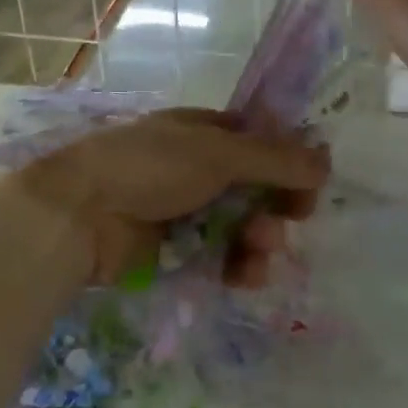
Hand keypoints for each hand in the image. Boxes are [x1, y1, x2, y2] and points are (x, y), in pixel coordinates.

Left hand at [18, 109, 328, 286]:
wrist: (81, 215)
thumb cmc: (149, 168)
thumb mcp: (217, 153)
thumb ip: (275, 159)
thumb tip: (326, 161)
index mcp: (202, 132)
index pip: (259, 142)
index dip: (288, 161)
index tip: (311, 183)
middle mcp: (196, 168)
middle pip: (255, 188)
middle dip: (277, 205)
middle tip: (291, 218)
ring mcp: (185, 211)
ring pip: (241, 226)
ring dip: (260, 239)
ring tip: (258, 250)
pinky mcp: (175, 252)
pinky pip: (220, 257)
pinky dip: (236, 265)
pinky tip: (243, 275)